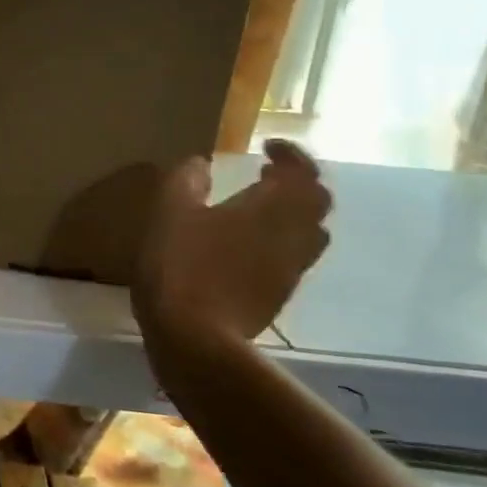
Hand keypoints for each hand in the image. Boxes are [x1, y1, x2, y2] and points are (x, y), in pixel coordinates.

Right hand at [133, 139, 331, 347]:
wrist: (198, 338)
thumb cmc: (183, 265)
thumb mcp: (171, 211)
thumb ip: (187, 179)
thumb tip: (202, 162)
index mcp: (274, 208)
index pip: (303, 171)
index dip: (290, 154)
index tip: (265, 147)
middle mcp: (295, 235)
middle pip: (316, 202)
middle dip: (296, 182)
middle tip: (265, 175)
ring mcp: (291, 269)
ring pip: (309, 232)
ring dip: (291, 213)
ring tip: (257, 208)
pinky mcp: (279, 295)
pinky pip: (292, 257)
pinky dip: (278, 241)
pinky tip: (243, 246)